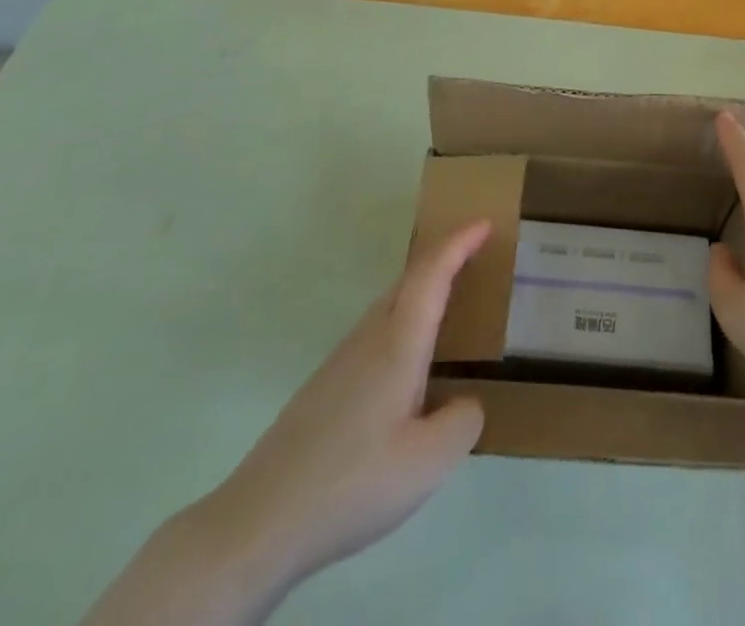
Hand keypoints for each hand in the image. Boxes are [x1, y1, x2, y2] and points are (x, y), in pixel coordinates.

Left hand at [206, 220, 491, 585]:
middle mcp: (369, 339)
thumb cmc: (353, 483)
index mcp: (398, 345)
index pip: (432, 274)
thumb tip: (464, 401)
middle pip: (409, 280)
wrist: (260, 521)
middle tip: (475, 254)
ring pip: (389, 305)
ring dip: (421, 290)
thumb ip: (462, 422)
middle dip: (443, 257)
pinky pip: (375, 332)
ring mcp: (341, 361)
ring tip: (449, 305)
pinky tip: (406, 367)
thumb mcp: (428, 462)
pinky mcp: (324, 387)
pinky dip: (403, 321)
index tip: (485, 222)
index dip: (459, 243)